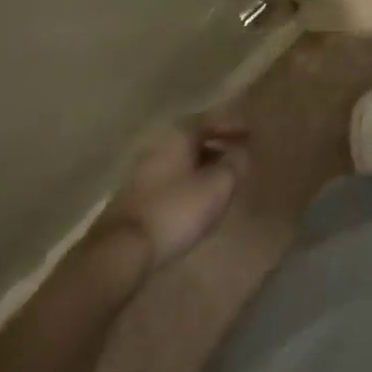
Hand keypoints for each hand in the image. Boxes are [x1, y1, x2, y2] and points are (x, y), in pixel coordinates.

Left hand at [94, 119, 250, 273]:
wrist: (121, 252)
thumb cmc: (176, 209)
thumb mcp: (218, 185)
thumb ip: (235, 164)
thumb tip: (242, 152)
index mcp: (178, 135)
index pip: (210, 119)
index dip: (232, 125)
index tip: (251, 134)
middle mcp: (158, 147)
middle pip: (193, 140)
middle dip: (216, 147)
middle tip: (237, 157)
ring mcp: (141, 174)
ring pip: (180, 163)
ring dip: (201, 168)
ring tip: (220, 182)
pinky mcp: (133, 201)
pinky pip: (169, 183)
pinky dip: (186, 185)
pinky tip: (195, 203)